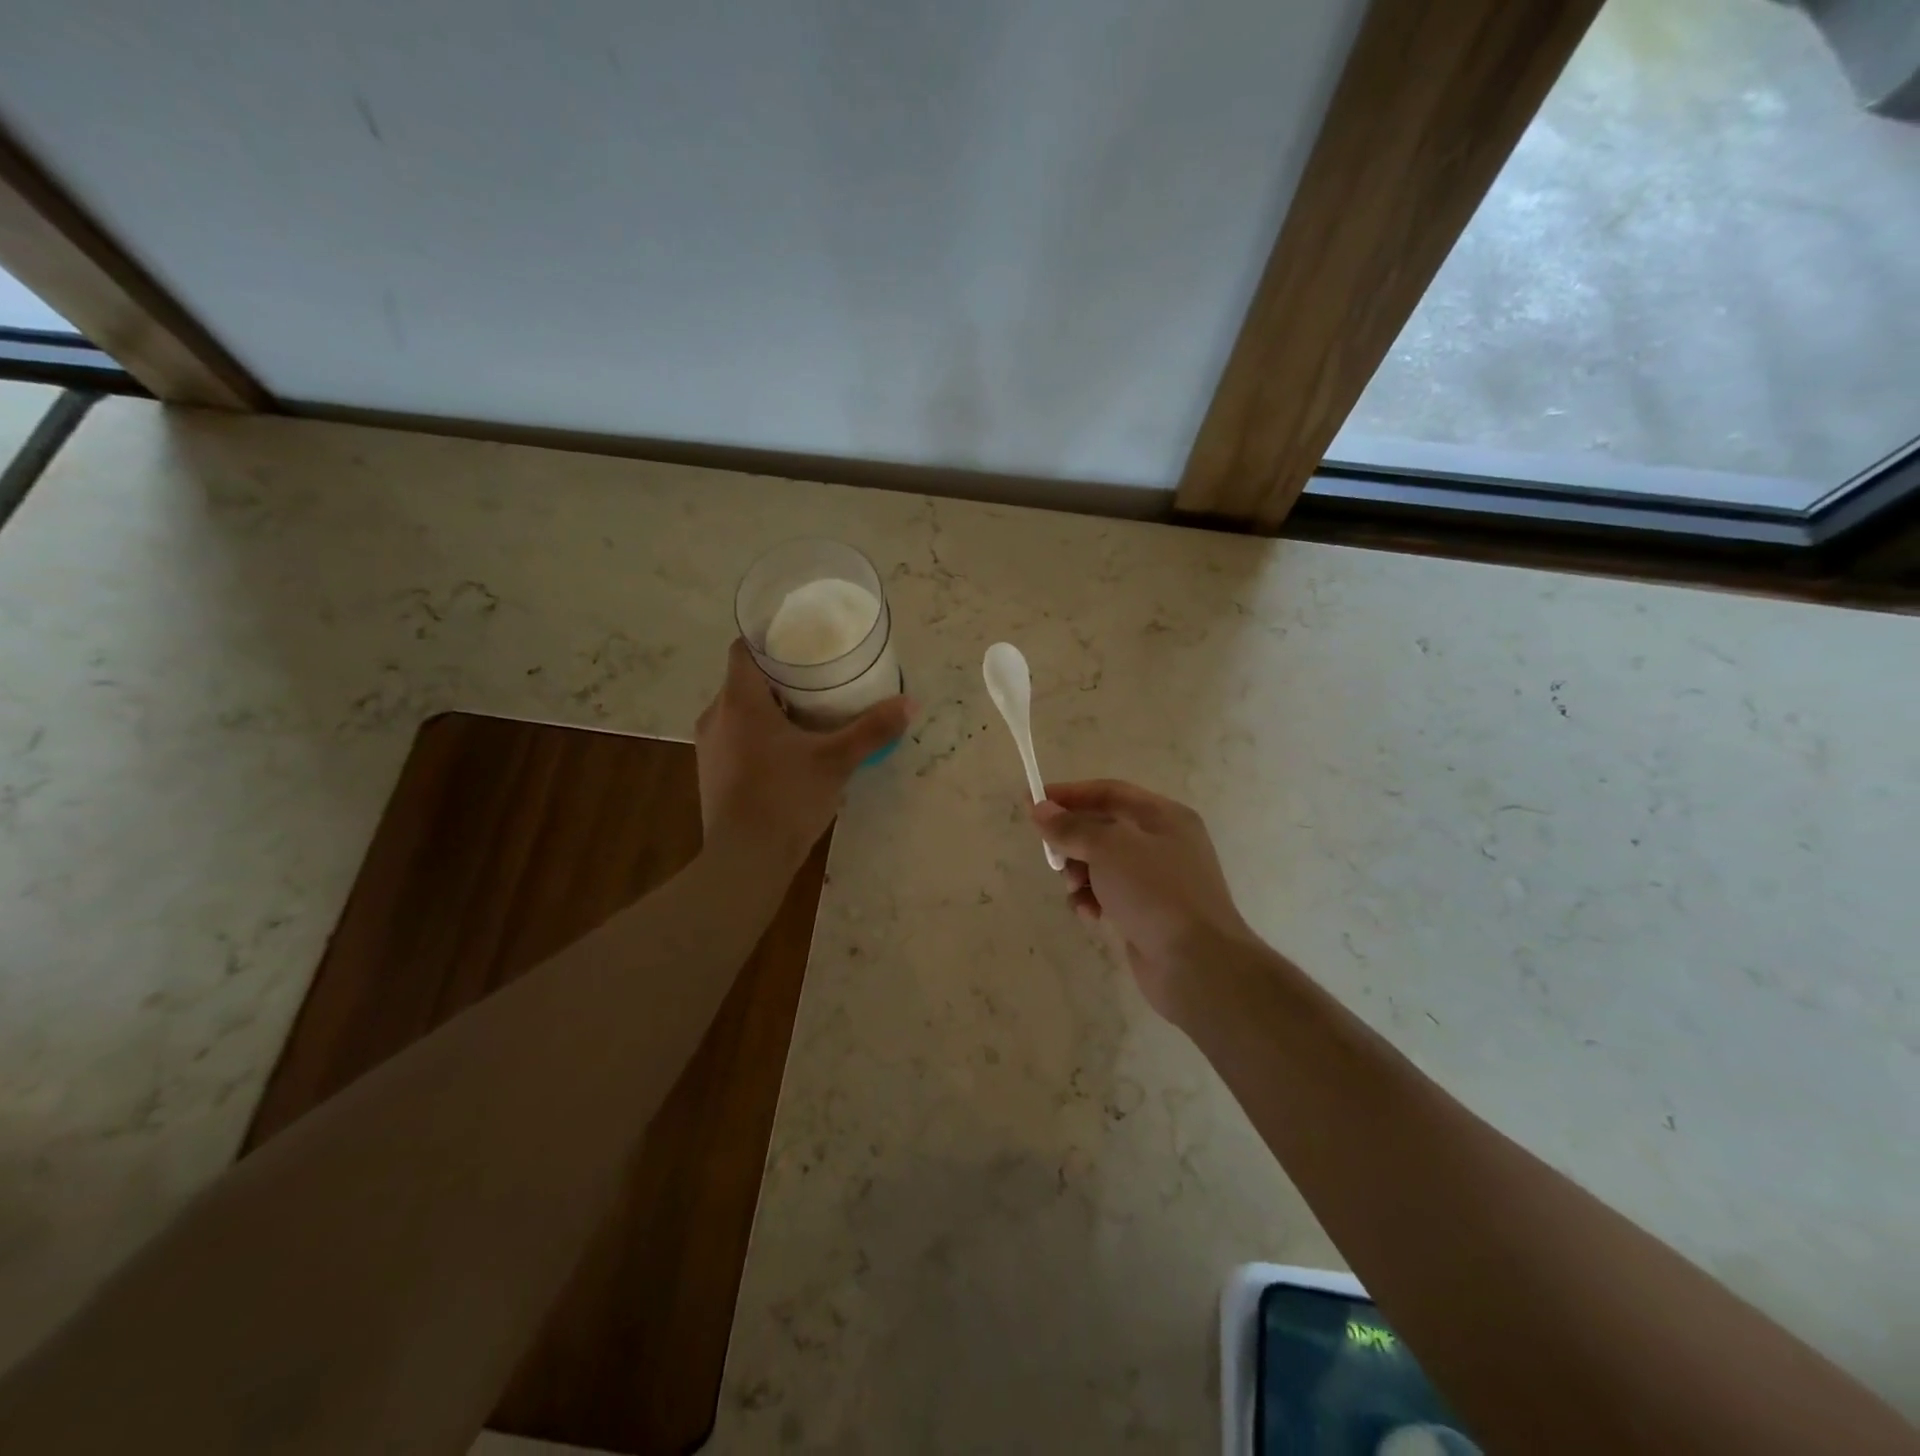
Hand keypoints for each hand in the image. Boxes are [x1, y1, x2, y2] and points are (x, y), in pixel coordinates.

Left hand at [696, 639, 911, 871]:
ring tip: (808, 715)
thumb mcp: (836, 761)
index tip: (800, 643)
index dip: (770, 640)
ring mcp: (709, 747)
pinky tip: (788, 753)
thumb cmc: (786, 797)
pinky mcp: (711, 774)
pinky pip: (735, 739)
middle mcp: (716, 716)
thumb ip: (872, 729)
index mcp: (740, 701)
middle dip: (779, 678)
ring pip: (739, 712)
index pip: (744, 649)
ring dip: (769, 709)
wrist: (745, 860)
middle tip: (818, 679)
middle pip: (745, 681)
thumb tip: (911, 702)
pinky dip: (758, 735)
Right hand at [1032, 780, 1254, 1016]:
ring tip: (1073, 889)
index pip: (1109, 792)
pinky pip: (1109, 895)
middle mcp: (1163, 843)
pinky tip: (1088, 914)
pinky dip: (1093, 900)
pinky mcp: (1147, 913)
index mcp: (1164, 816)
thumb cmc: (1155, 892)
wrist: (1197, 964)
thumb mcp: (1109, 848)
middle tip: (1052, 857)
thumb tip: (1040, 810)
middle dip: (1073, 841)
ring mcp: (1157, 881)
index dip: (1069, 794)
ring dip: (1079, 874)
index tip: (1031, 802)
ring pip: (1102, 864)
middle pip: (1103, 828)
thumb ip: (1071, 827)